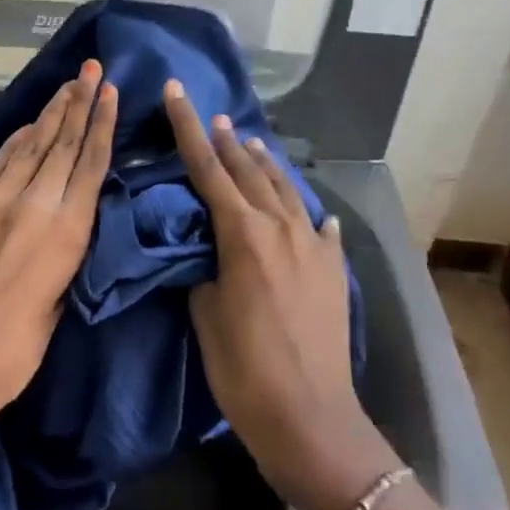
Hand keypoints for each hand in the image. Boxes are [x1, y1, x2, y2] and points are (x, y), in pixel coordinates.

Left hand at [0, 61, 117, 459]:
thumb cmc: (13, 352)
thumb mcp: (58, 303)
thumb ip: (65, 253)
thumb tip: (65, 222)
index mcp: (67, 234)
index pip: (91, 164)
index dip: (102, 124)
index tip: (110, 92)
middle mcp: (34, 206)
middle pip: (63, 143)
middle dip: (80, 103)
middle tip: (92, 70)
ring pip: (31, 145)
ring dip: (51, 113)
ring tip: (68, 85)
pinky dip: (17, 141)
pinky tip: (29, 125)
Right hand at [163, 80, 399, 509]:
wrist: (311, 418)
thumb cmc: (245, 370)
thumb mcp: (205, 315)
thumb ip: (204, 271)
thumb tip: (208, 254)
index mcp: (243, 233)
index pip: (207, 168)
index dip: (188, 128)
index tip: (176, 92)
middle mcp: (281, 227)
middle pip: (248, 171)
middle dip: (227, 140)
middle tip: (212, 114)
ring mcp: (313, 246)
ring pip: (285, 189)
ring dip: (264, 164)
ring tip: (251, 143)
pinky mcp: (333, 269)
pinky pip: (318, 227)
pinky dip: (306, 212)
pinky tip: (309, 211)